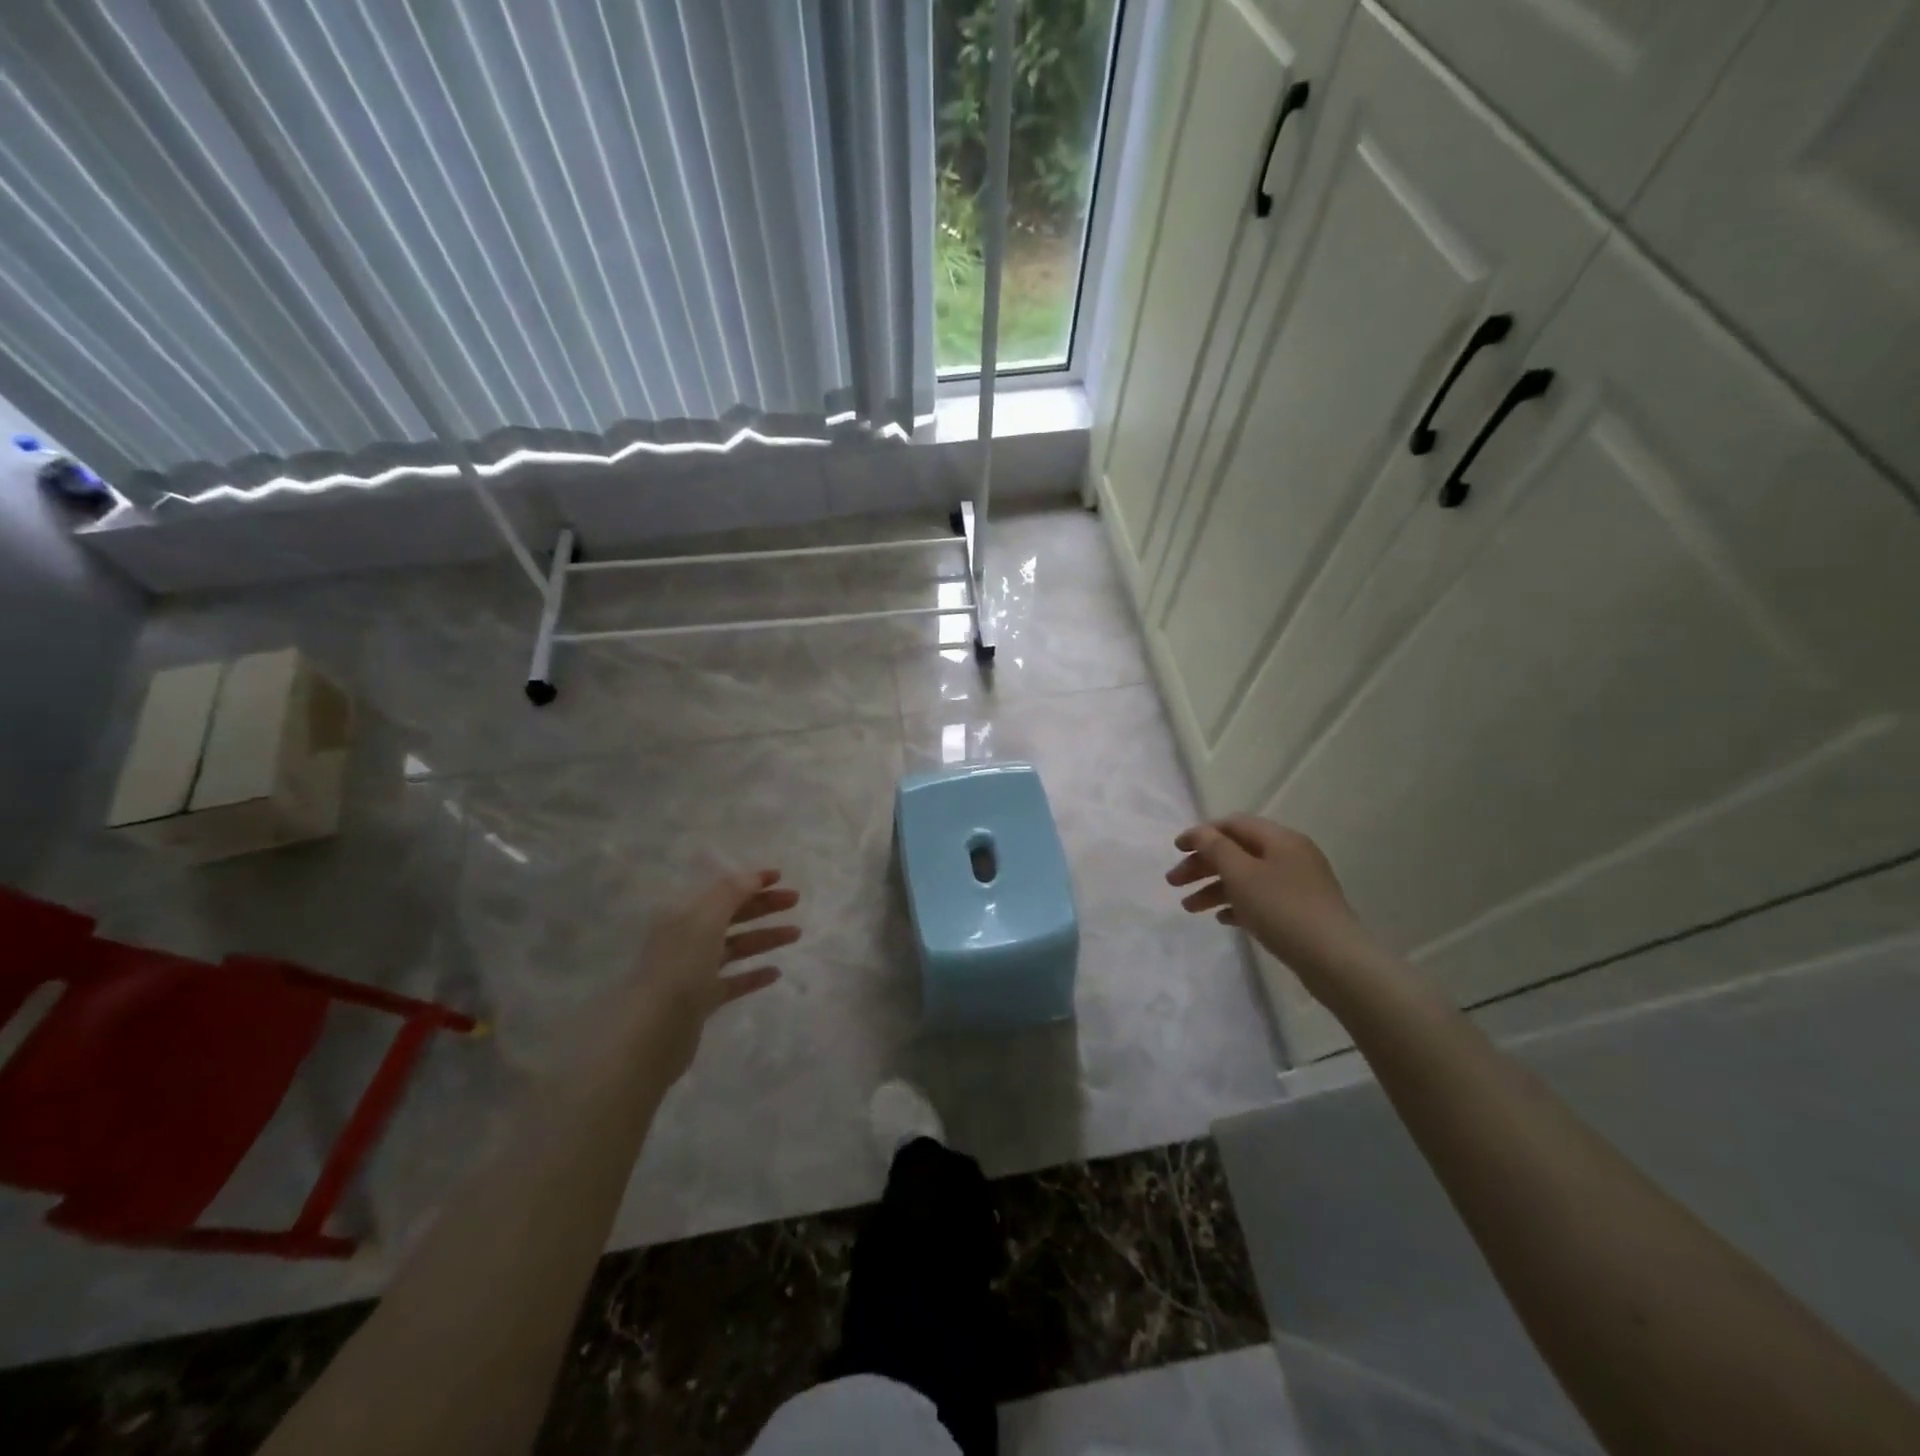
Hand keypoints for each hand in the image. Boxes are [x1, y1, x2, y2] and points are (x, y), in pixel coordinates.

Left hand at [619, 869, 799, 1087]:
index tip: (781, 877)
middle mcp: (686, 939)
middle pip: (730, 916)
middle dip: (762, 906)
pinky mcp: (700, 1001)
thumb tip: (752, 876)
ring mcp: (693, 971)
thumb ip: (730, 893)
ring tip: (796, 934)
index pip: (721, 891)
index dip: (750, 882)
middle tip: (794, 901)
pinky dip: (753, 975)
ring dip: (765, 937)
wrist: (653, 1031)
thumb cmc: (680, 967)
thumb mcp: (705, 920)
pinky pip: (732, 982)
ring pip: (735, 947)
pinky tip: (775, 972)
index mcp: (682, 916)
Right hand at [1166, 816, 1369, 980]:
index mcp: (1280, 839)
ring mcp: (1298, 884)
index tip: (1175, 850)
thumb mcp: (1241, 874)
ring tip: (1189, 908)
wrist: (1334, 960)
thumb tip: (1200, 832)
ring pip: (1247, 877)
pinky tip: (1222, 919)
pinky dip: (1238, 904)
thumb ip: (1215, 848)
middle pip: (1237, 852)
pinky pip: (1261, 899)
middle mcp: (1291, 855)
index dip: (1201, 834)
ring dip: (1215, 888)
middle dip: (1203, 865)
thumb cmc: (1282, 909)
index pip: (1233, 824)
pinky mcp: (1301, 911)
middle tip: (1173, 882)